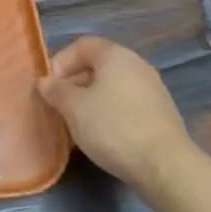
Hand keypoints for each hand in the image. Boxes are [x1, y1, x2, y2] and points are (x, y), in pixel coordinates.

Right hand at [37, 36, 194, 190]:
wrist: (165, 166)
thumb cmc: (113, 127)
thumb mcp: (73, 107)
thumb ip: (55, 90)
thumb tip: (45, 82)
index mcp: (116, 56)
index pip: (82, 45)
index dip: (60, 61)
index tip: (50, 87)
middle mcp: (137, 65)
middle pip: (97, 66)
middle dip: (73, 83)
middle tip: (59, 107)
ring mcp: (152, 90)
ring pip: (111, 87)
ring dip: (90, 101)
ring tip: (77, 124)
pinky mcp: (160, 114)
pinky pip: (126, 105)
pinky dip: (109, 114)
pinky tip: (102, 136)